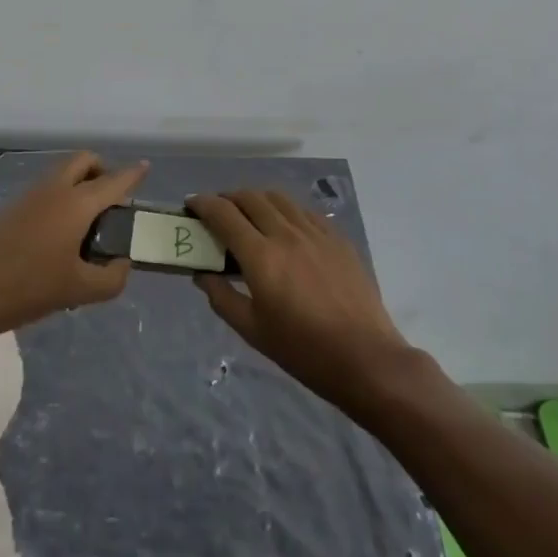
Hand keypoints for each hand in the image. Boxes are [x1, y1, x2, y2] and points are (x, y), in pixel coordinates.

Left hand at [0, 152, 145, 342]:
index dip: (132, 173)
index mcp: (77, 203)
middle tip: (112, 201)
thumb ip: (111, 278)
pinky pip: (48, 188)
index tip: (146, 167)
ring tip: (89, 224)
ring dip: (81, 183)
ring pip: (63, 173)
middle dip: (102, 170)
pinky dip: (62, 196)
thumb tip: (121, 264)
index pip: (114, 180)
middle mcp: (55, 189)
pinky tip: (62, 234)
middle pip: (84, 160)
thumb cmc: (28, 287)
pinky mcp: (13, 207)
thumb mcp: (79, 291)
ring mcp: (31, 195)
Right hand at [187, 190, 414, 419]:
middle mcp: (286, 234)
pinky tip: (285, 227)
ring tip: (249, 214)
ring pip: (278, 198)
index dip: (203, 204)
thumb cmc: (303, 351)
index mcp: (261, 256)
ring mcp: (315, 232)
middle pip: (250, 197)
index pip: (224, 214)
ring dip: (256, 199)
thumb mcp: (253, 331)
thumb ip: (222, 298)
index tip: (191, 205)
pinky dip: (285, 211)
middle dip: (227, 198)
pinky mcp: (337, 238)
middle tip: (217, 212)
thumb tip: (203, 274)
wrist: (366, 358)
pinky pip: (304, 211)